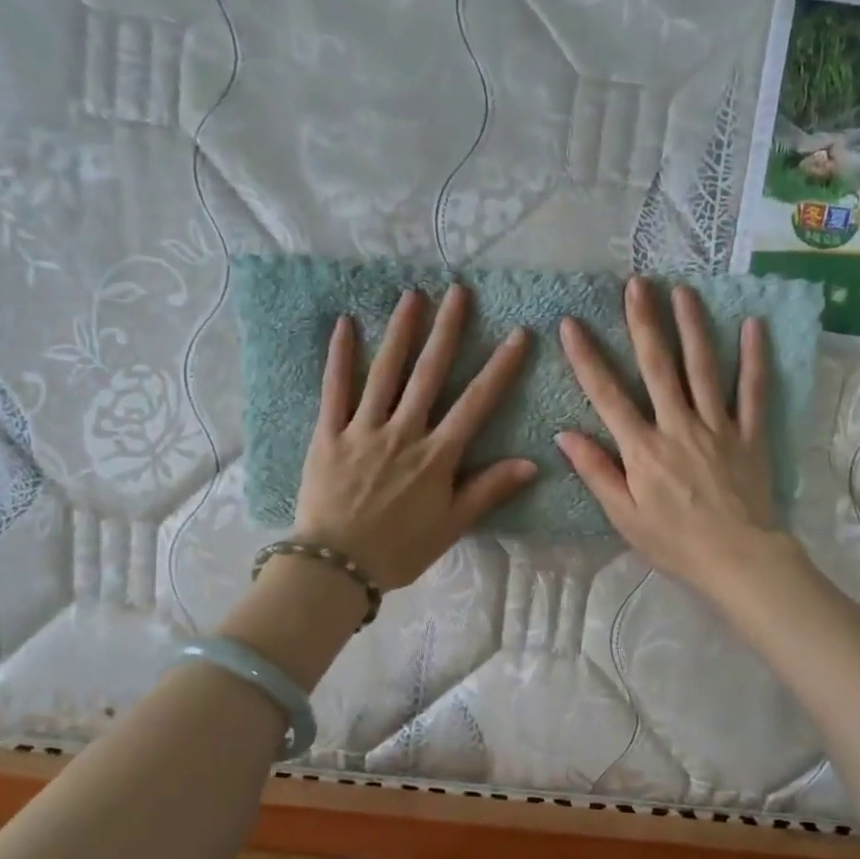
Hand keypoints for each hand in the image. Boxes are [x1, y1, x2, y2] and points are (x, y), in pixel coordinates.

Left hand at [293, 285, 534, 590]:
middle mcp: (403, 432)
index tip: (518, 334)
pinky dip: (340, 357)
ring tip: (413, 296)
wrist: (335, 566)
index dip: (499, 367)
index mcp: (436, 456)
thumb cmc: (398, 550)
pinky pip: (335, 390)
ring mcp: (363, 430)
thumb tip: (531, 463)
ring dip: (400, 332)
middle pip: (428, 374)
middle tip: (459, 292)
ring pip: (384, 372)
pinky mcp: (328, 434)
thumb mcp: (451, 525)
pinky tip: (345, 324)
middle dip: (447, 331)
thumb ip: (488, 490)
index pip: (475, 403)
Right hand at [557, 278, 791, 600]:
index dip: (587, 358)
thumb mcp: (624, 516)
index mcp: (642, 449)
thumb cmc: (674, 542)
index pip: (608, 395)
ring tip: (682, 290)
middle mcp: (678, 426)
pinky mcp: (750, 434)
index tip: (571, 324)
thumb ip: (596, 472)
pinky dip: (753, 358)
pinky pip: (753, 391)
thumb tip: (564, 434)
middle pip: (658, 366)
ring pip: (702, 367)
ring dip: (691, 325)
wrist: (737, 559)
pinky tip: (752, 325)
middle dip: (644, 322)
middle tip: (637, 284)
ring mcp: (717, 426)